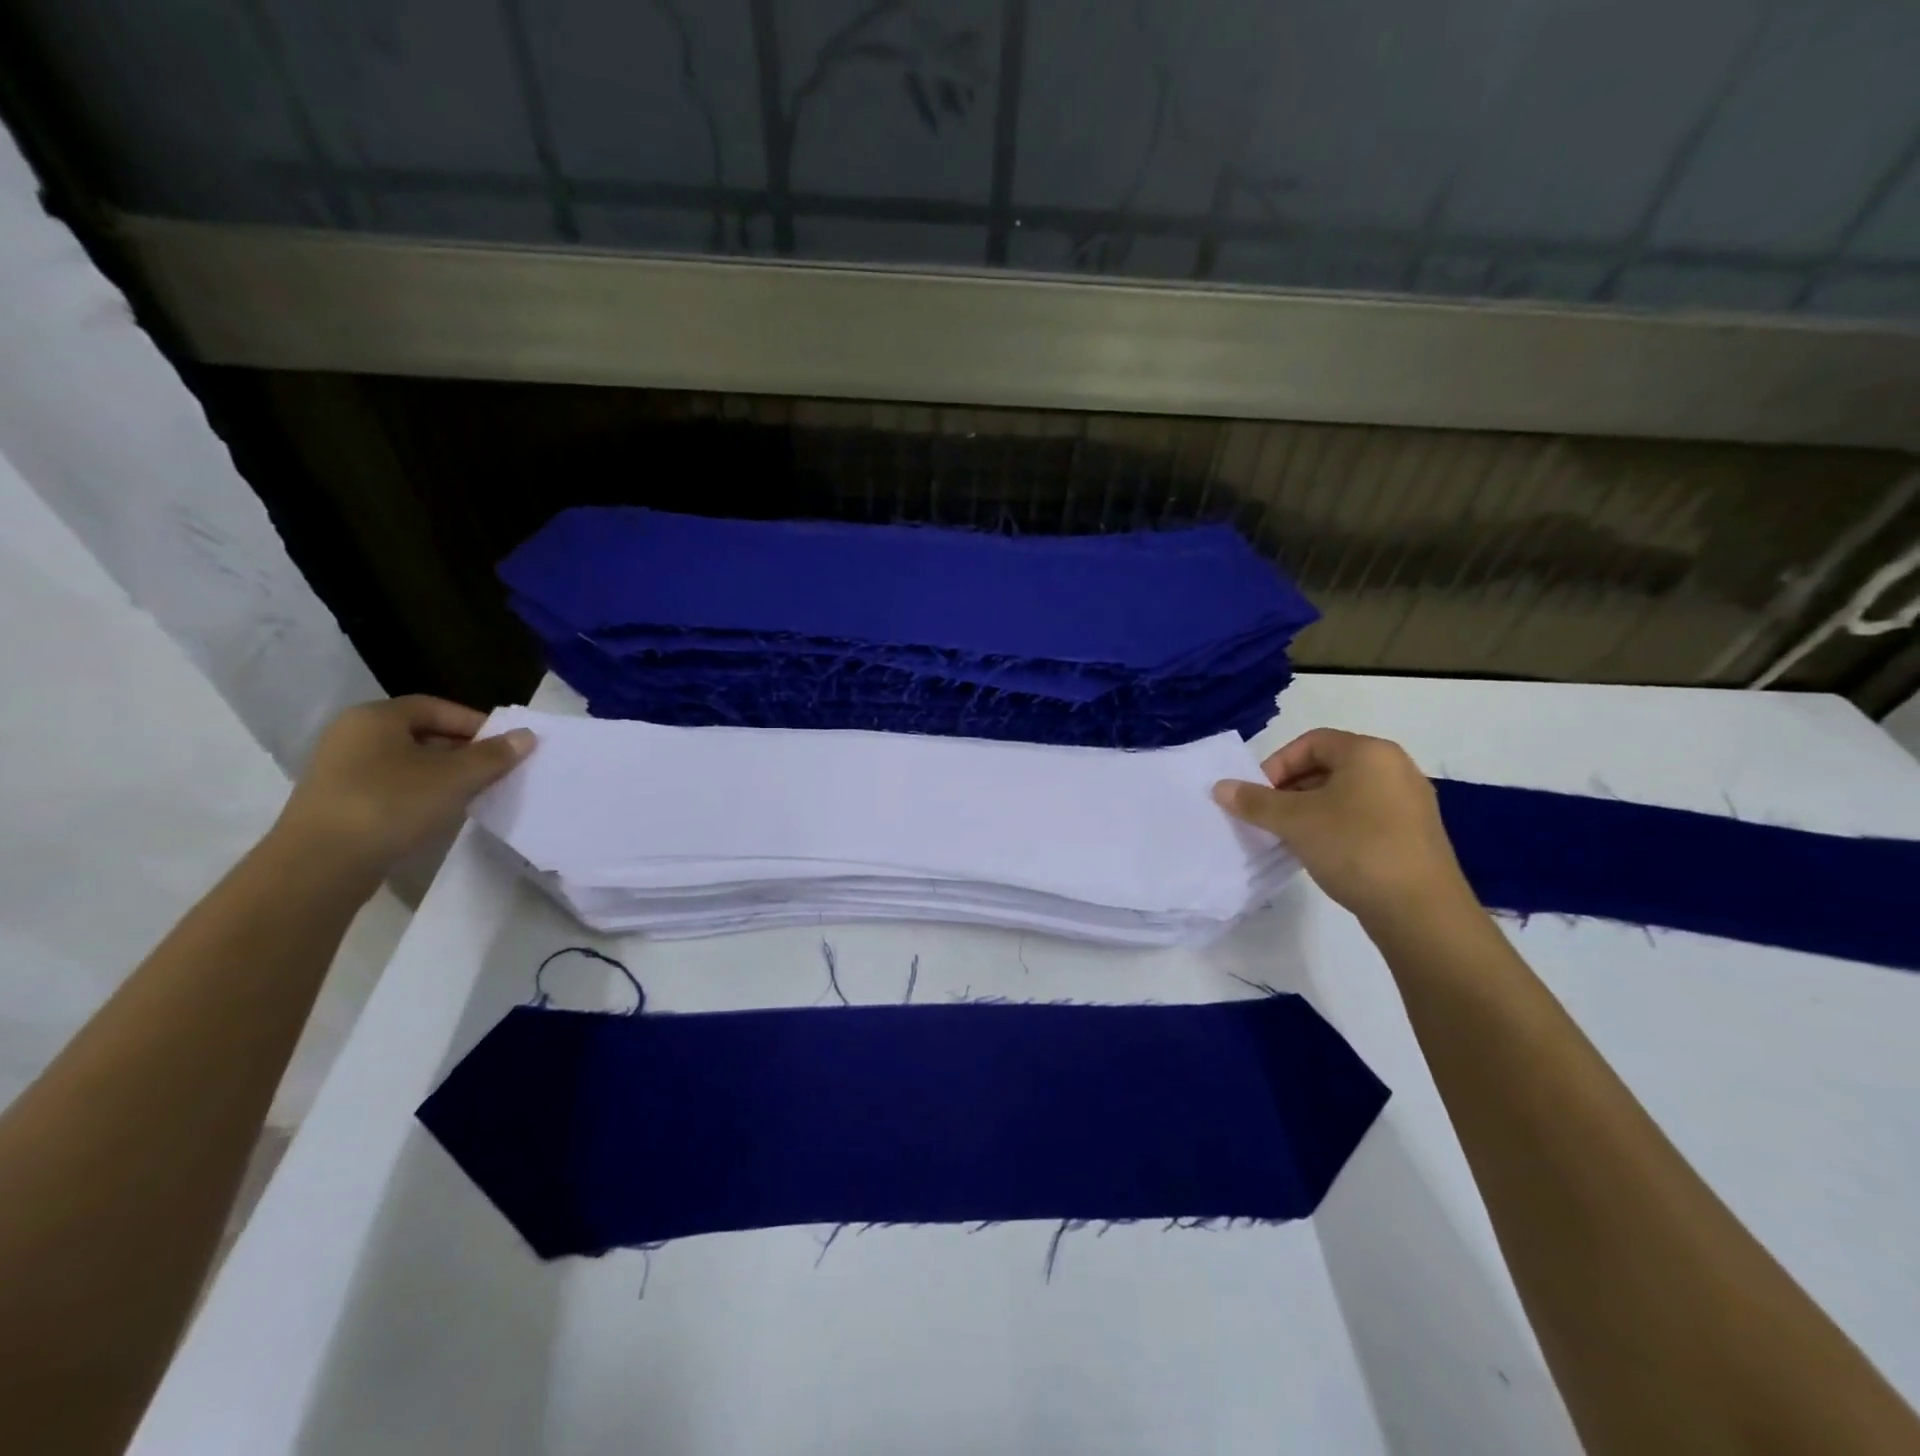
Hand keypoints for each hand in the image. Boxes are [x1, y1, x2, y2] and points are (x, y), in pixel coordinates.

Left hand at [271, 696, 535, 883]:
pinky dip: (419, 793)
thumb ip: (494, 755)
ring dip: (443, 774)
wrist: (318, 866)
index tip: (505, 746)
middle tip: (496, 770)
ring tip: (474, 793)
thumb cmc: (391, 805)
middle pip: (421, 733)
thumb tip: (527, 735)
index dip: (476, 723)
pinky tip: (438, 812)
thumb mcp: (454, 778)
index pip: (437, 707)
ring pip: (407, 762)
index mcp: (376, 717)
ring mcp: (340, 770)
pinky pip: (390, 785)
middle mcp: (353, 735)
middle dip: (463, 750)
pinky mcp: (338, 802)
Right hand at [1213, 728, 1475, 926]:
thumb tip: (1220, 787)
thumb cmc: (1355, 848)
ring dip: (1310, 810)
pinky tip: (1322, 853)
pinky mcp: (1414, 835)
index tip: (1258, 795)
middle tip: (1268, 817)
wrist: (1421, 911)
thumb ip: (1254, 801)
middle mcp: (1395, 768)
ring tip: (1289, 837)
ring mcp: (1410, 803)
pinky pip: (1364, 817)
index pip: (1311, 741)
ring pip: (1345, 794)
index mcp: (1370, 752)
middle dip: (1290, 789)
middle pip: (1329, 766)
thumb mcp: (1294, 821)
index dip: (1277, 764)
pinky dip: (1336, 827)